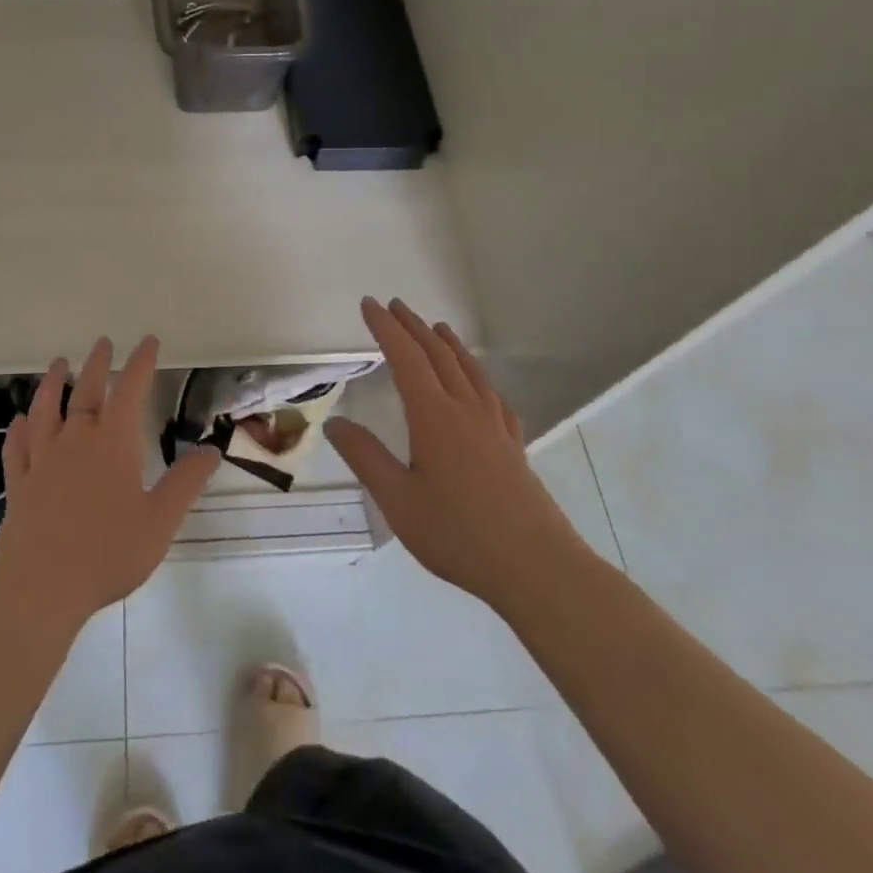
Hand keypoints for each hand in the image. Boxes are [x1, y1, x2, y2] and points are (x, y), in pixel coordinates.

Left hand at [0, 335, 220, 627]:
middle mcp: (76, 441)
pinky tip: (19, 421)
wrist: (41, 587)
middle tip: (103, 342)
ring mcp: (43, 461)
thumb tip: (211, 450)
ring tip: (58, 364)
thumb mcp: (160, 520)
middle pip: (86, 392)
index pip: (130, 391)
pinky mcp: (20, 485)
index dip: (140, 363)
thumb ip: (185, 483)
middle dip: (97, 364)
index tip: (148, 341)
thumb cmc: (107, 553)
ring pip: (46, 411)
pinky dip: (19, 430)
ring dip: (52, 384)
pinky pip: (17, 448)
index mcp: (113, 444)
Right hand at [326, 298, 586, 606]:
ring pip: (469, 370)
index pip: (405, 358)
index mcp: (434, 416)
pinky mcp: (514, 446)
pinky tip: (481, 387)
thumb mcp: (398, 500)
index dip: (386, 328)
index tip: (369, 304)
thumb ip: (365, 457)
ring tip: (437, 328)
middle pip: (438, 355)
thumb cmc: (459, 534)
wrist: (537, 567)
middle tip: (395, 306)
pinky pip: (493, 397)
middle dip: (414, 327)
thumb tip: (335, 423)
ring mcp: (495, 427)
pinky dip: (479, 378)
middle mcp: (465, 410)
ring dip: (448, 344)